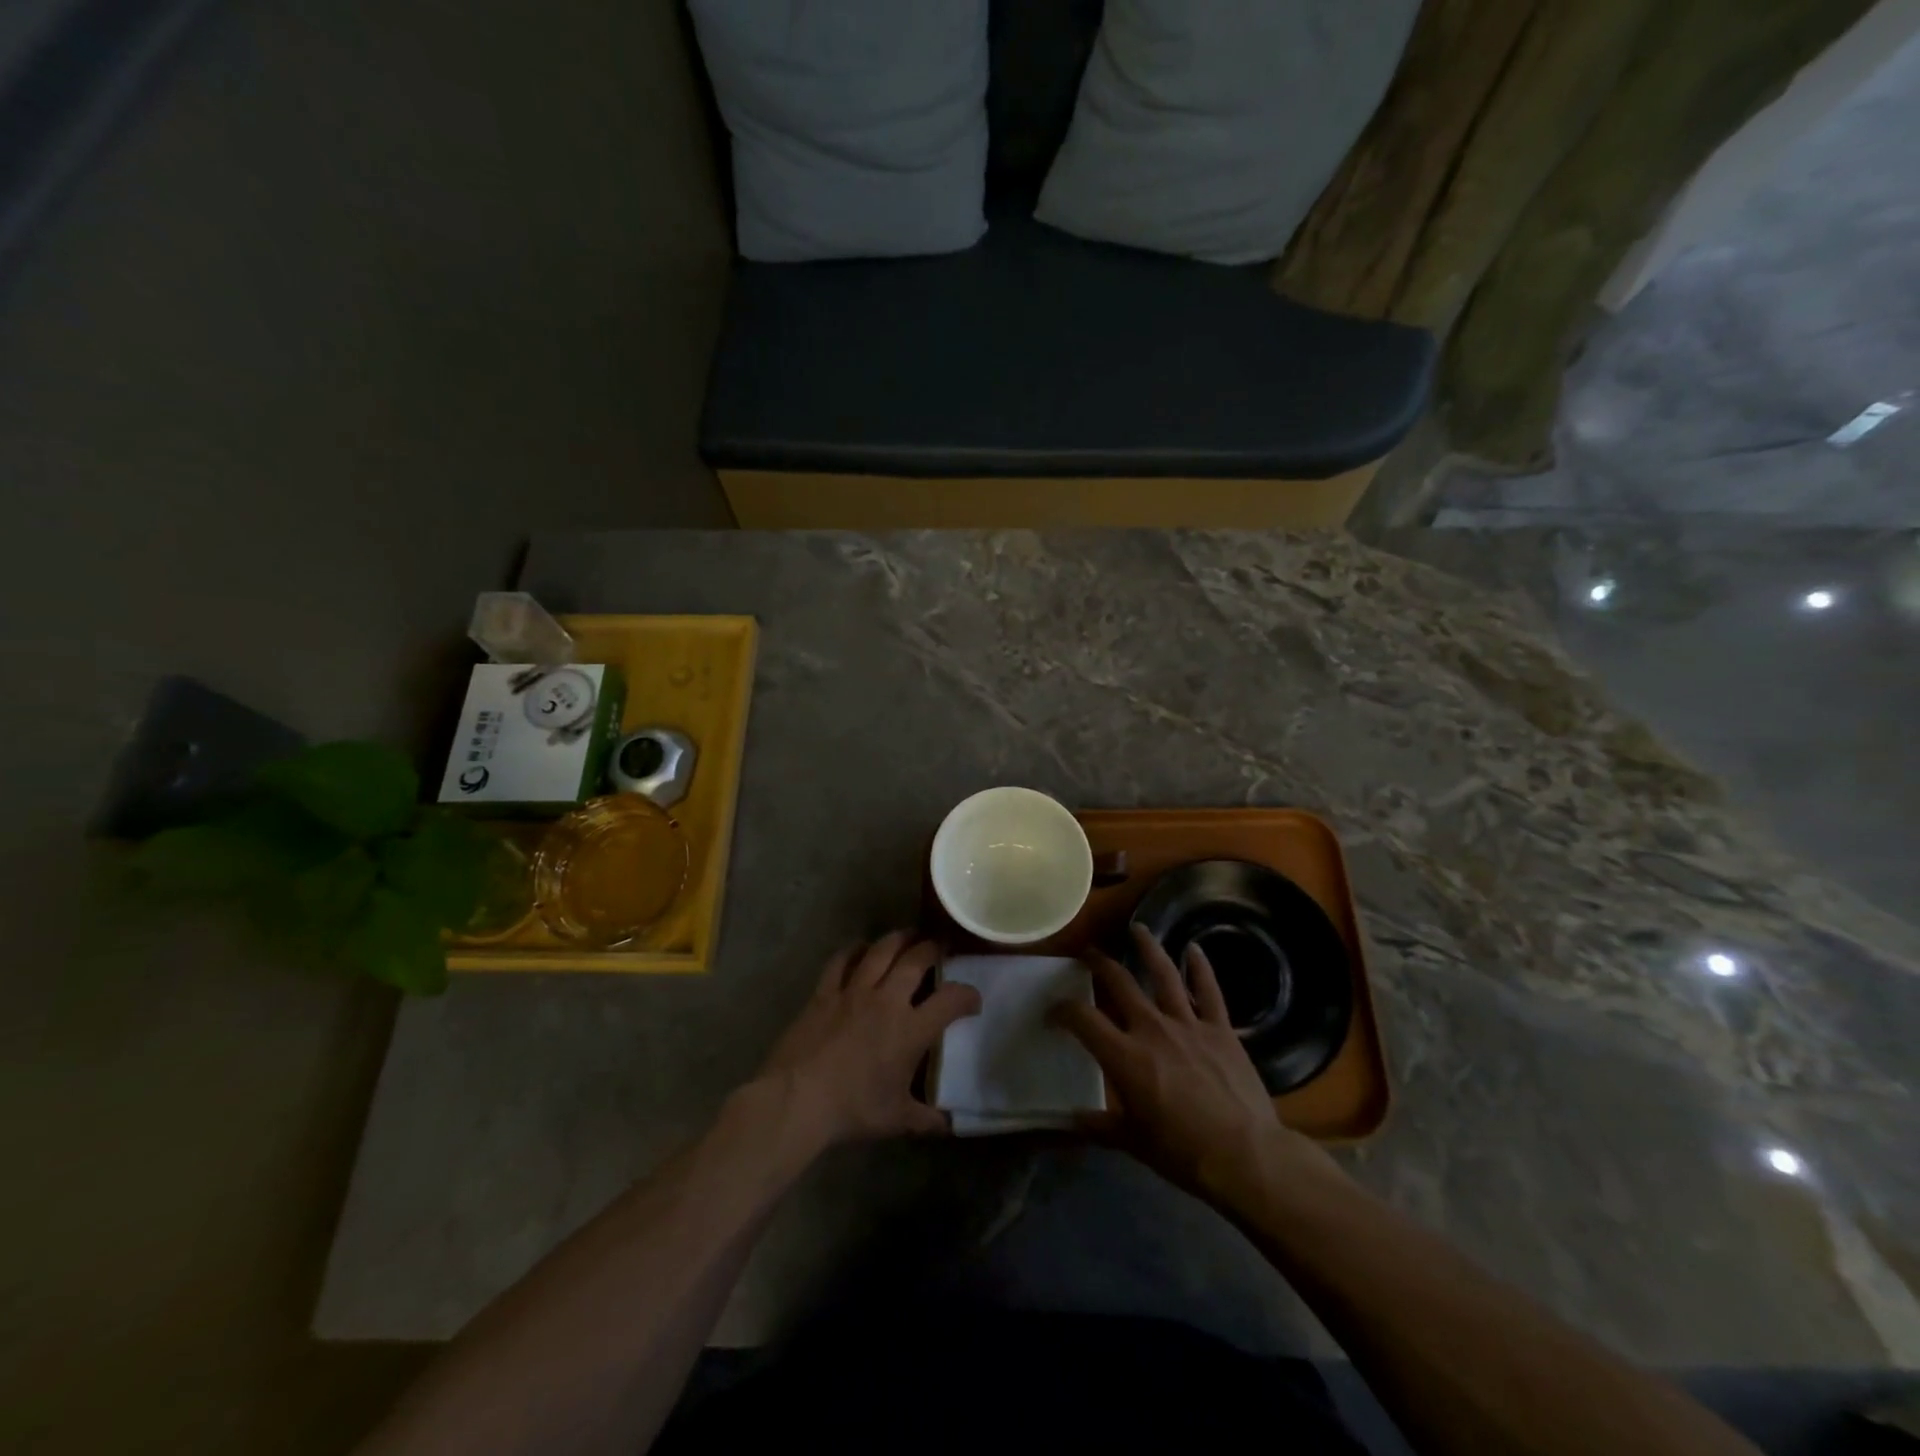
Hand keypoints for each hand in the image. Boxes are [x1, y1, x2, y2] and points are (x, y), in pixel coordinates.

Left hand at [753, 931, 980, 1148]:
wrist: (798, 1099)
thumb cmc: (853, 1109)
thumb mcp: (897, 1120)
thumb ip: (926, 1120)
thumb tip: (949, 1124)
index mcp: (911, 1029)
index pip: (951, 1000)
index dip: (968, 995)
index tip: (973, 1000)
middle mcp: (886, 1000)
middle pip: (916, 960)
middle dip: (932, 949)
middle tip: (940, 946)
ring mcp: (853, 991)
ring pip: (881, 952)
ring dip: (898, 939)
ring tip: (908, 935)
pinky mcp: (824, 992)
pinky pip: (841, 961)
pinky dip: (854, 950)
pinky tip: (860, 947)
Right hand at [1053, 924, 1333, 1201]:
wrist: (1246, 1155)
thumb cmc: (1183, 1153)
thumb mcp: (1133, 1142)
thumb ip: (1100, 1126)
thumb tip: (1070, 1119)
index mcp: (1124, 1056)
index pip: (1083, 1019)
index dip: (1063, 1010)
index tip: (1054, 1010)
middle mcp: (1151, 1028)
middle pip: (1119, 983)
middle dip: (1099, 965)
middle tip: (1089, 953)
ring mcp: (1188, 1024)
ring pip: (1163, 974)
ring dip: (1148, 948)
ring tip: (1137, 929)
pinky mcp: (1220, 1029)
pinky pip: (1209, 991)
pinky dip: (1200, 968)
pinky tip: (1194, 949)